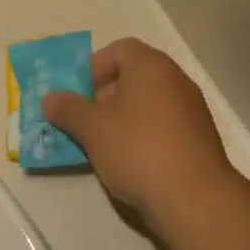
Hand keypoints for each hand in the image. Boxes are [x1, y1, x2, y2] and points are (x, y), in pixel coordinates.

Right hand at [43, 38, 240, 239]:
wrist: (196, 199)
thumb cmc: (139, 150)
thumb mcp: (93, 129)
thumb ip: (68, 109)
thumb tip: (50, 98)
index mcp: (151, 66)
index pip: (119, 50)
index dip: (94, 68)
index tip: (80, 96)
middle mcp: (175, 79)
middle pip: (134, 76)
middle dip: (105, 96)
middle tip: (88, 122)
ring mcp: (192, 109)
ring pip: (148, 103)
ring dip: (124, 118)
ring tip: (105, 147)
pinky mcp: (200, 138)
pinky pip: (164, 125)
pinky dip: (145, 135)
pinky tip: (132, 163)